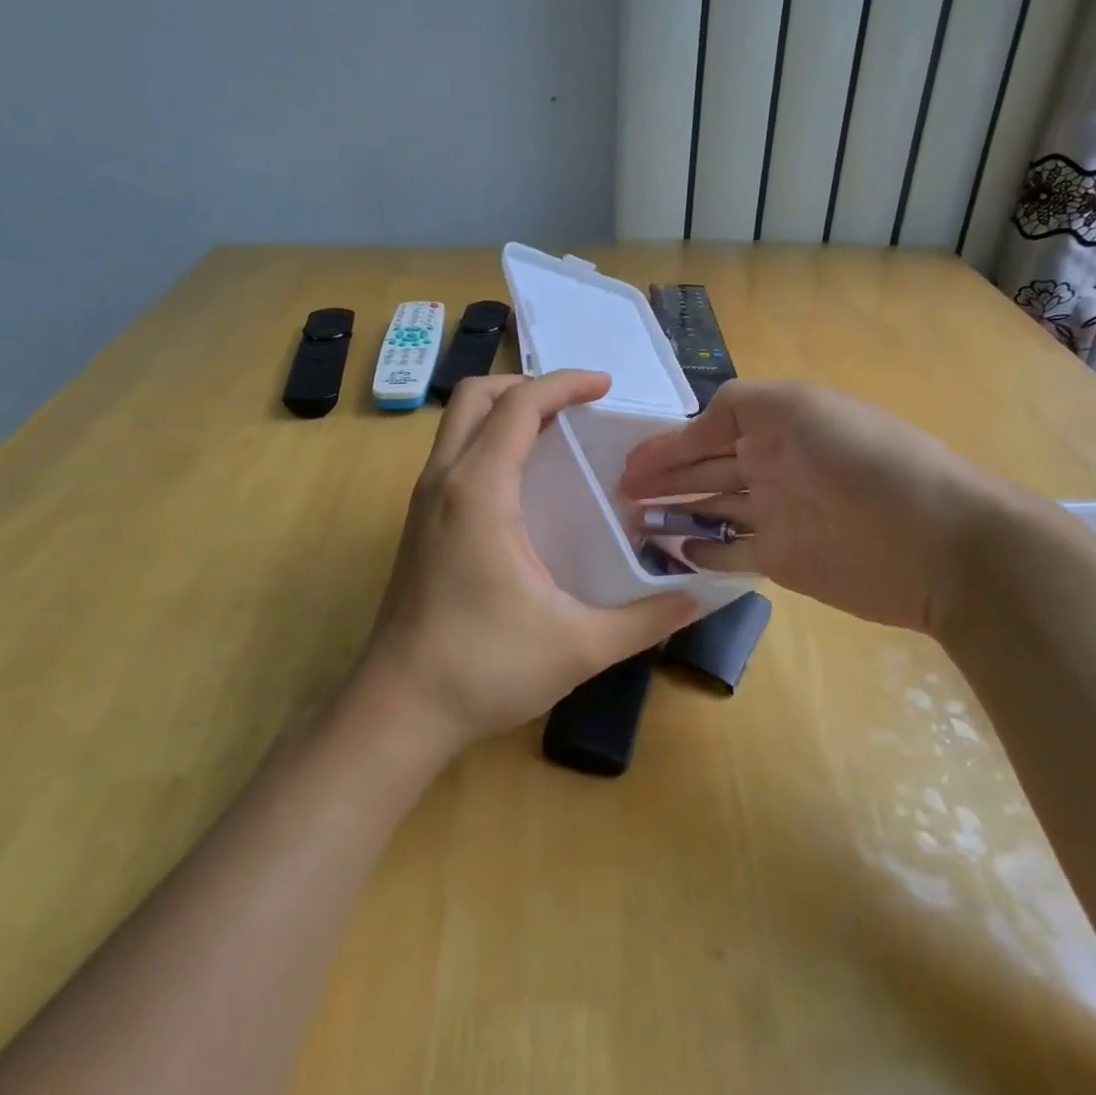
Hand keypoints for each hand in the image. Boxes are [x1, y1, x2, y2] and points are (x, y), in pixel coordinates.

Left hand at [360, 371, 700, 750]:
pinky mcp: (417, 524)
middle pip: (476, 396)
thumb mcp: (579, 645)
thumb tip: (698, 598)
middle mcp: (443, 481)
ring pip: (458, 423)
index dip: (565, 384)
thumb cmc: (484, 668)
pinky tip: (523, 482)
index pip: (519, 406)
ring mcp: (422, 502)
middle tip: (576, 406)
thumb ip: (645, 619)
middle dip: (528, 386)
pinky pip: (453, 454)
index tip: (605, 386)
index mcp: (479, 491)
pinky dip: (488, 440)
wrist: (397, 710)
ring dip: (504, 411)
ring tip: (555, 433)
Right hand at [620, 379, 1010, 634]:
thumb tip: (696, 429)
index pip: (707, 429)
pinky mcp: (783, 561)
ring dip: (672, 515)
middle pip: (703, 471)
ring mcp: (776, 516)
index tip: (625, 461)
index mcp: (775, 425)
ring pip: (711, 512)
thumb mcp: (800, 406)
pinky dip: (701, 553)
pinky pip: (731, 554)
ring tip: (629, 523)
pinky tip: (671, 553)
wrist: (939, 541)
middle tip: (616, 495)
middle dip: (661, 479)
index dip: (667, 443)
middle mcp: (772, 466)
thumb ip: (739, 406)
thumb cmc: (865, 459)